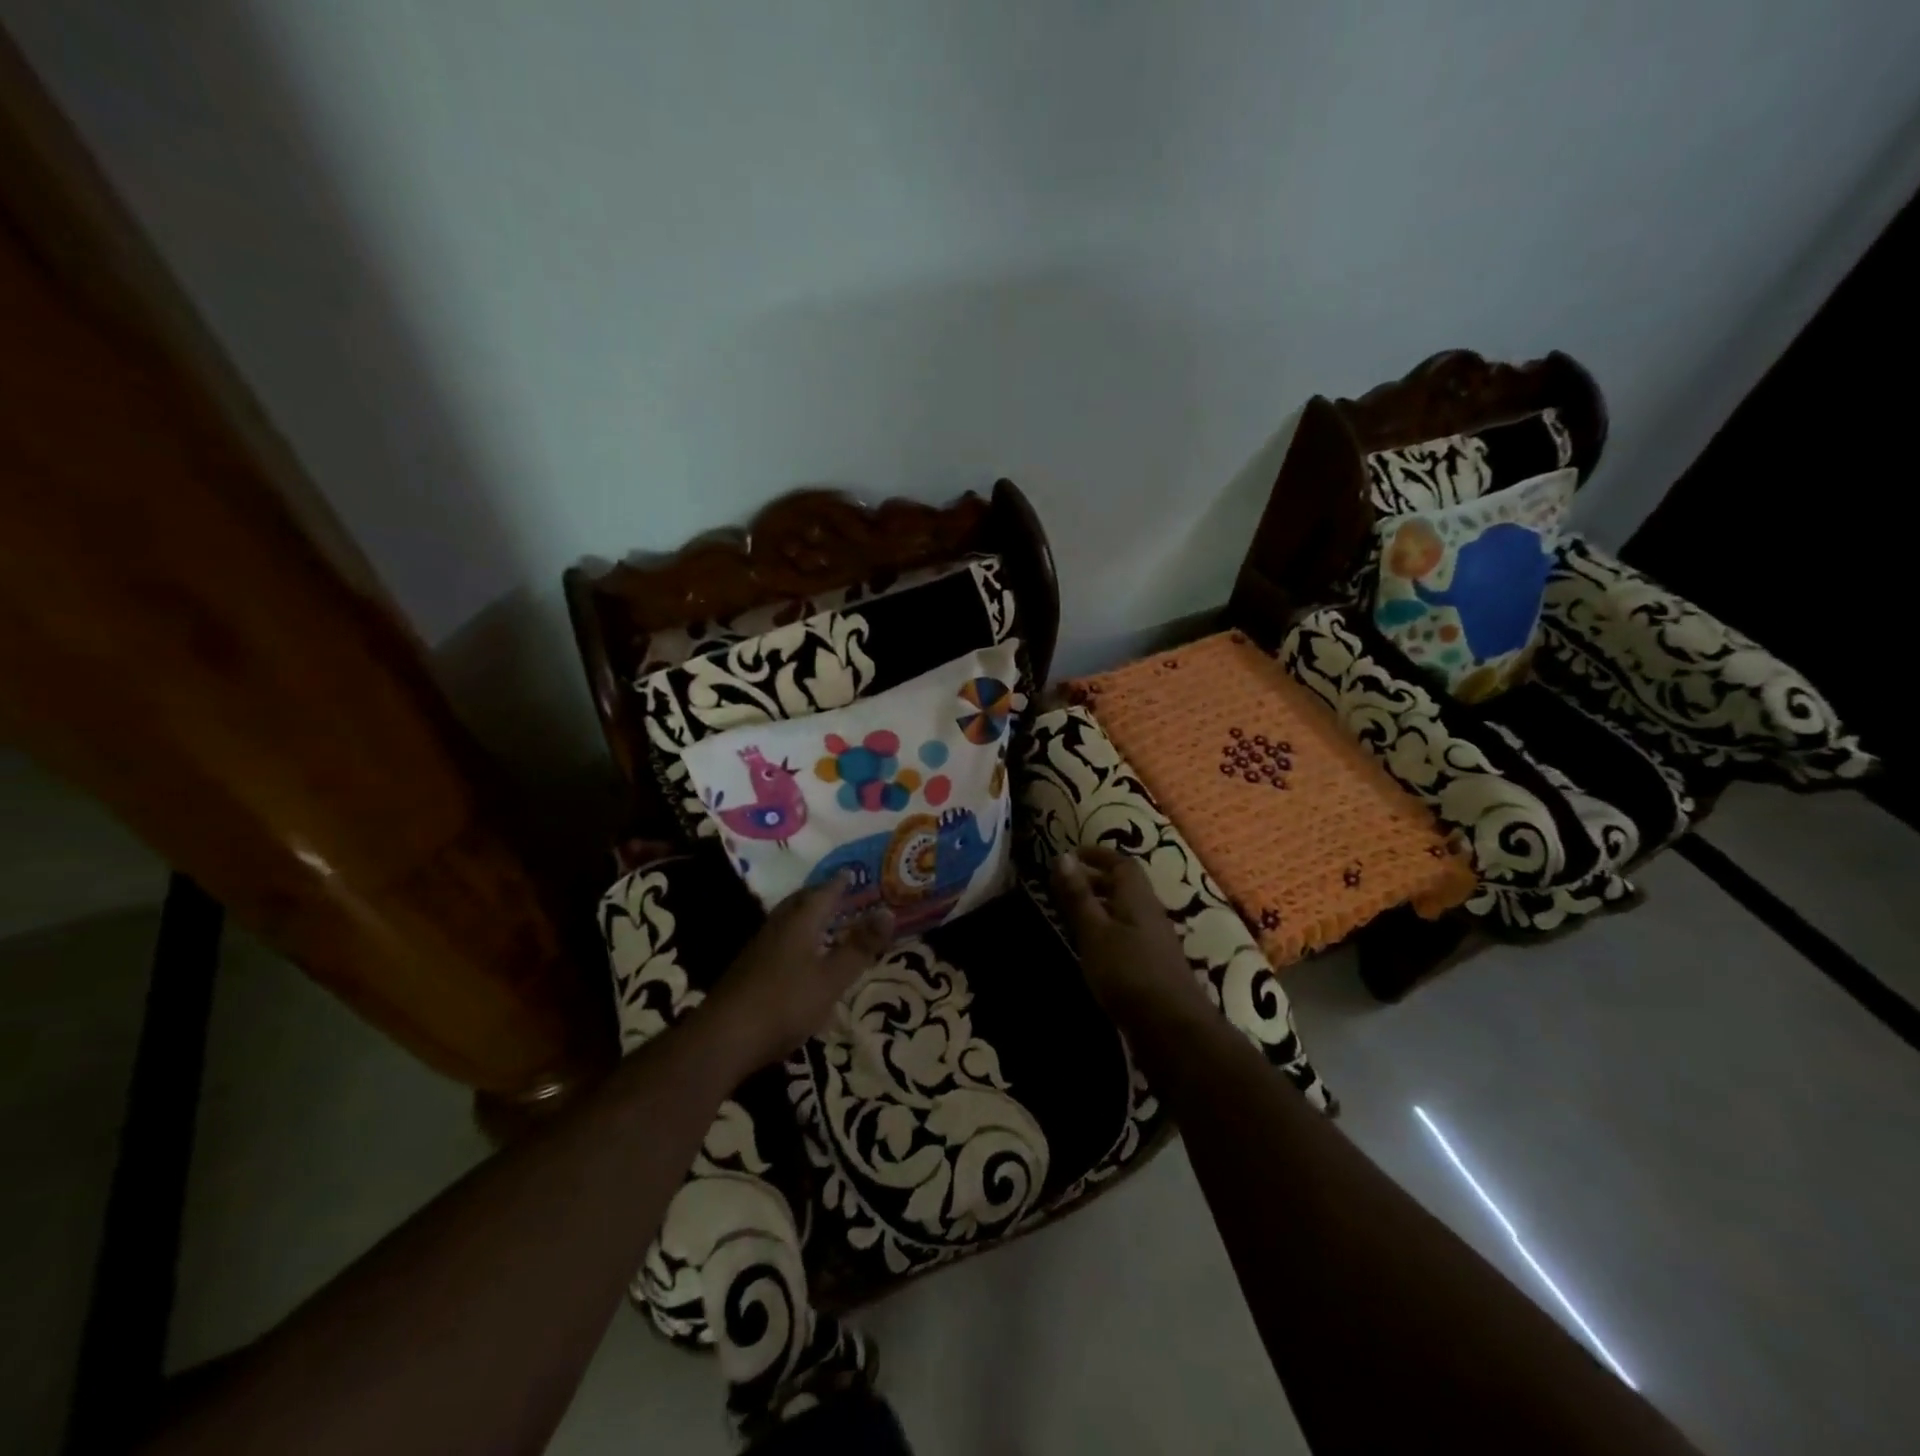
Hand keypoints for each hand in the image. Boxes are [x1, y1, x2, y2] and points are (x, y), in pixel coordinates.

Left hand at [698, 873, 894, 1073]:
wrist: (724, 1039)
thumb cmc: (785, 1003)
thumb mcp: (832, 978)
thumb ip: (860, 946)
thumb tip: (888, 911)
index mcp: (799, 922)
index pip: (823, 892)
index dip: (839, 883)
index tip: (852, 873)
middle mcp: (777, 927)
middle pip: (800, 902)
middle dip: (820, 895)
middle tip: (838, 892)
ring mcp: (759, 948)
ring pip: (787, 921)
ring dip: (806, 916)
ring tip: (823, 920)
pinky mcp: (748, 970)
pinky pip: (778, 940)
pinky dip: (795, 937)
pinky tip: (800, 955)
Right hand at [1051, 846, 1209, 1022]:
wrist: (1171, 1028)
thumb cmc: (1128, 973)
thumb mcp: (1095, 932)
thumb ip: (1078, 896)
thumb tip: (1062, 856)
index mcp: (1138, 899)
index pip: (1122, 864)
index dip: (1098, 855)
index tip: (1072, 855)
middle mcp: (1150, 914)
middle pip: (1126, 887)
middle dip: (1097, 879)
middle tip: (1066, 884)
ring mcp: (1155, 942)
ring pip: (1126, 911)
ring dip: (1102, 906)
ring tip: (1073, 914)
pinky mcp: (1153, 966)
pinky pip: (1128, 934)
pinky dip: (1108, 929)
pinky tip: (1093, 948)